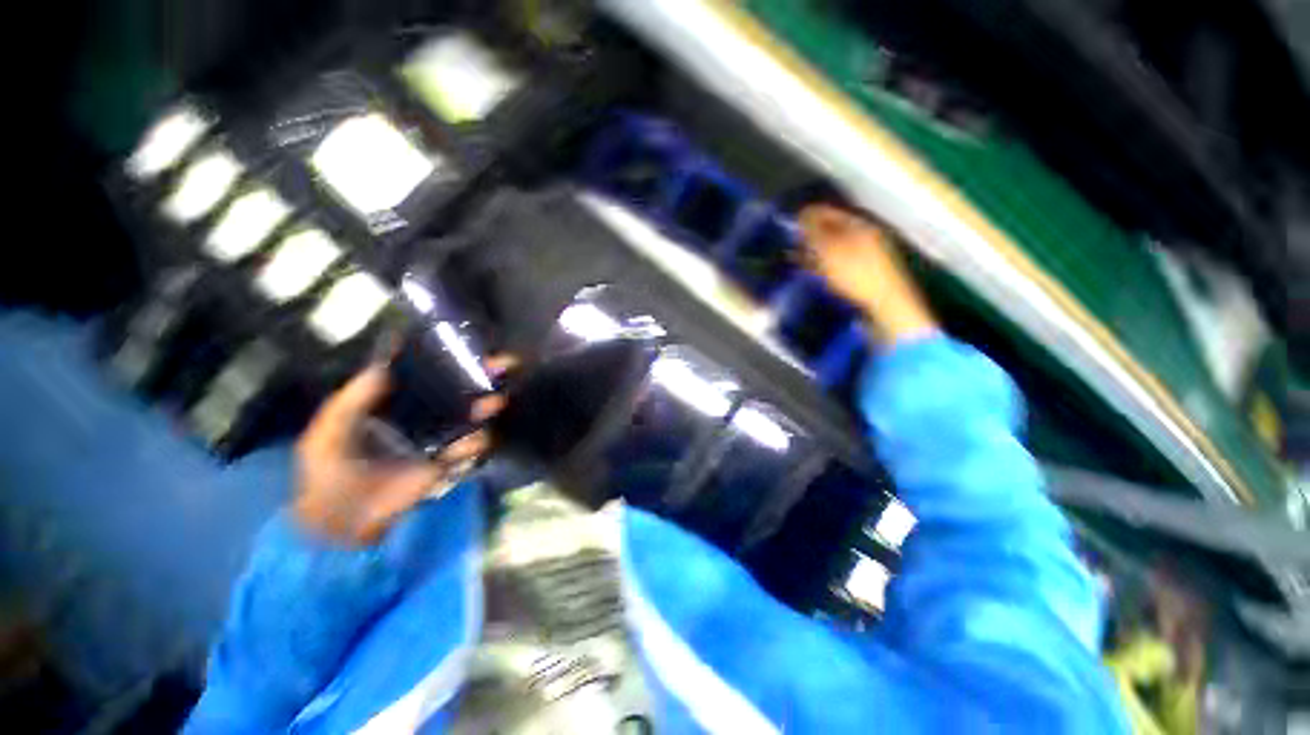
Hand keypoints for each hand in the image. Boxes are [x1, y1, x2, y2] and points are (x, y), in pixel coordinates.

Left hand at [292, 365, 503, 545]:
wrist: (339, 520)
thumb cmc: (327, 470)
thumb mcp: (329, 428)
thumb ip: (353, 399)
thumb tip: (384, 367)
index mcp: (394, 404)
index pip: (426, 376)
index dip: (447, 361)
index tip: (465, 345)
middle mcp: (422, 416)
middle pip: (457, 392)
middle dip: (482, 377)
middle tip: (503, 363)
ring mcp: (436, 439)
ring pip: (470, 416)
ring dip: (485, 407)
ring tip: (493, 402)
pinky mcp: (445, 462)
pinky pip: (469, 448)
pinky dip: (474, 444)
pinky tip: (467, 443)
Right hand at [798, 204, 937, 344]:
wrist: (885, 304)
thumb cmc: (855, 273)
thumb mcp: (830, 250)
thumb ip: (815, 232)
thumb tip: (803, 215)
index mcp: (860, 225)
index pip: (830, 212)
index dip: (810, 215)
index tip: (792, 222)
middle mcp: (866, 235)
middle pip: (834, 229)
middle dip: (812, 234)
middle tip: (793, 242)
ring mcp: (868, 255)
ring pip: (836, 247)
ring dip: (817, 251)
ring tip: (799, 258)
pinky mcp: (865, 274)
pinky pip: (840, 262)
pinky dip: (825, 264)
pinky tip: (815, 272)